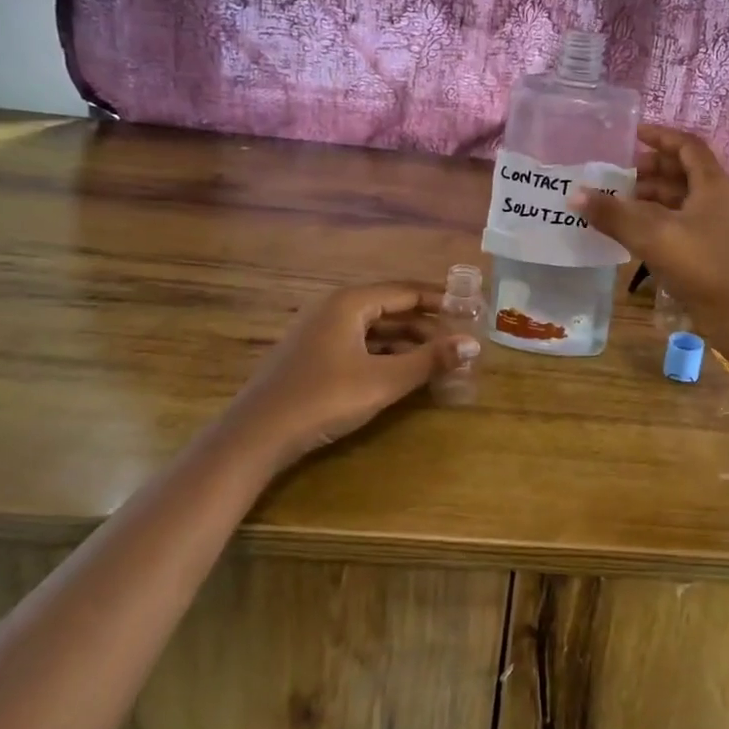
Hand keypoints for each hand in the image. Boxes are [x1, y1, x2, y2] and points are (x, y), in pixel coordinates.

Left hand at [220, 282, 479, 467]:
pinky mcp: (313, 357)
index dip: (441, 300)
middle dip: (427, 325)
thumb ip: (430, 360)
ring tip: (439, 360)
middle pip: (392, 309)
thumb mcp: (383, 381)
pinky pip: (360, 345)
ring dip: (408, 343)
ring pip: (376, 329)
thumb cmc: (323, 399)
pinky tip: (403, 374)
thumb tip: (474, 343)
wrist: (254, 437)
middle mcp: (335, 309)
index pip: (406, 291)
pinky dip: (386, 355)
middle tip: (459, 341)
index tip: (471, 310)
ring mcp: (320, 333)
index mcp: (350, 303)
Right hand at [569, 125, 728, 361]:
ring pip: (678, 198)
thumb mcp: (652, 235)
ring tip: (616, 200)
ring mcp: (711, 225)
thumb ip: (613, 214)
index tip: (633, 135)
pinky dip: (653, 219)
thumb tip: (575, 195)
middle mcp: (714, 199)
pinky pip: (676, 221)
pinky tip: (630, 230)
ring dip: (649, 195)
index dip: (661, 136)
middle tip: (617, 172)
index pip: (687, 146)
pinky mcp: (706, 249)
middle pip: (682, 171)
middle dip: (650, 168)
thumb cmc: (700, 264)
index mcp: (711, 184)